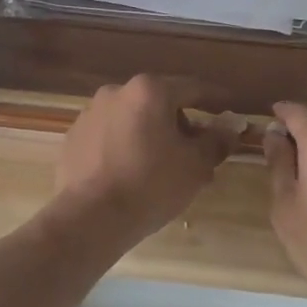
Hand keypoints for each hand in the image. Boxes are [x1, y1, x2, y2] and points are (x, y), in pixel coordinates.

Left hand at [54, 76, 237, 244]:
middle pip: (160, 102)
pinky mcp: (74, 136)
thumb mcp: (196, 165)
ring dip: (152, 134)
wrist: (90, 217)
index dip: (216, 99)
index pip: (193, 88)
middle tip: (197, 151)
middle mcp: (117, 91)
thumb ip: (217, 140)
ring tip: (164, 167)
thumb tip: (231, 125)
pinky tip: (132, 173)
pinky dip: (125, 146)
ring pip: (133, 118)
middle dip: (181, 123)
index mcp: (149, 90)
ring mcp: (90, 113)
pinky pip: (110, 135)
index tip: (230, 109)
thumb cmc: (151, 185)